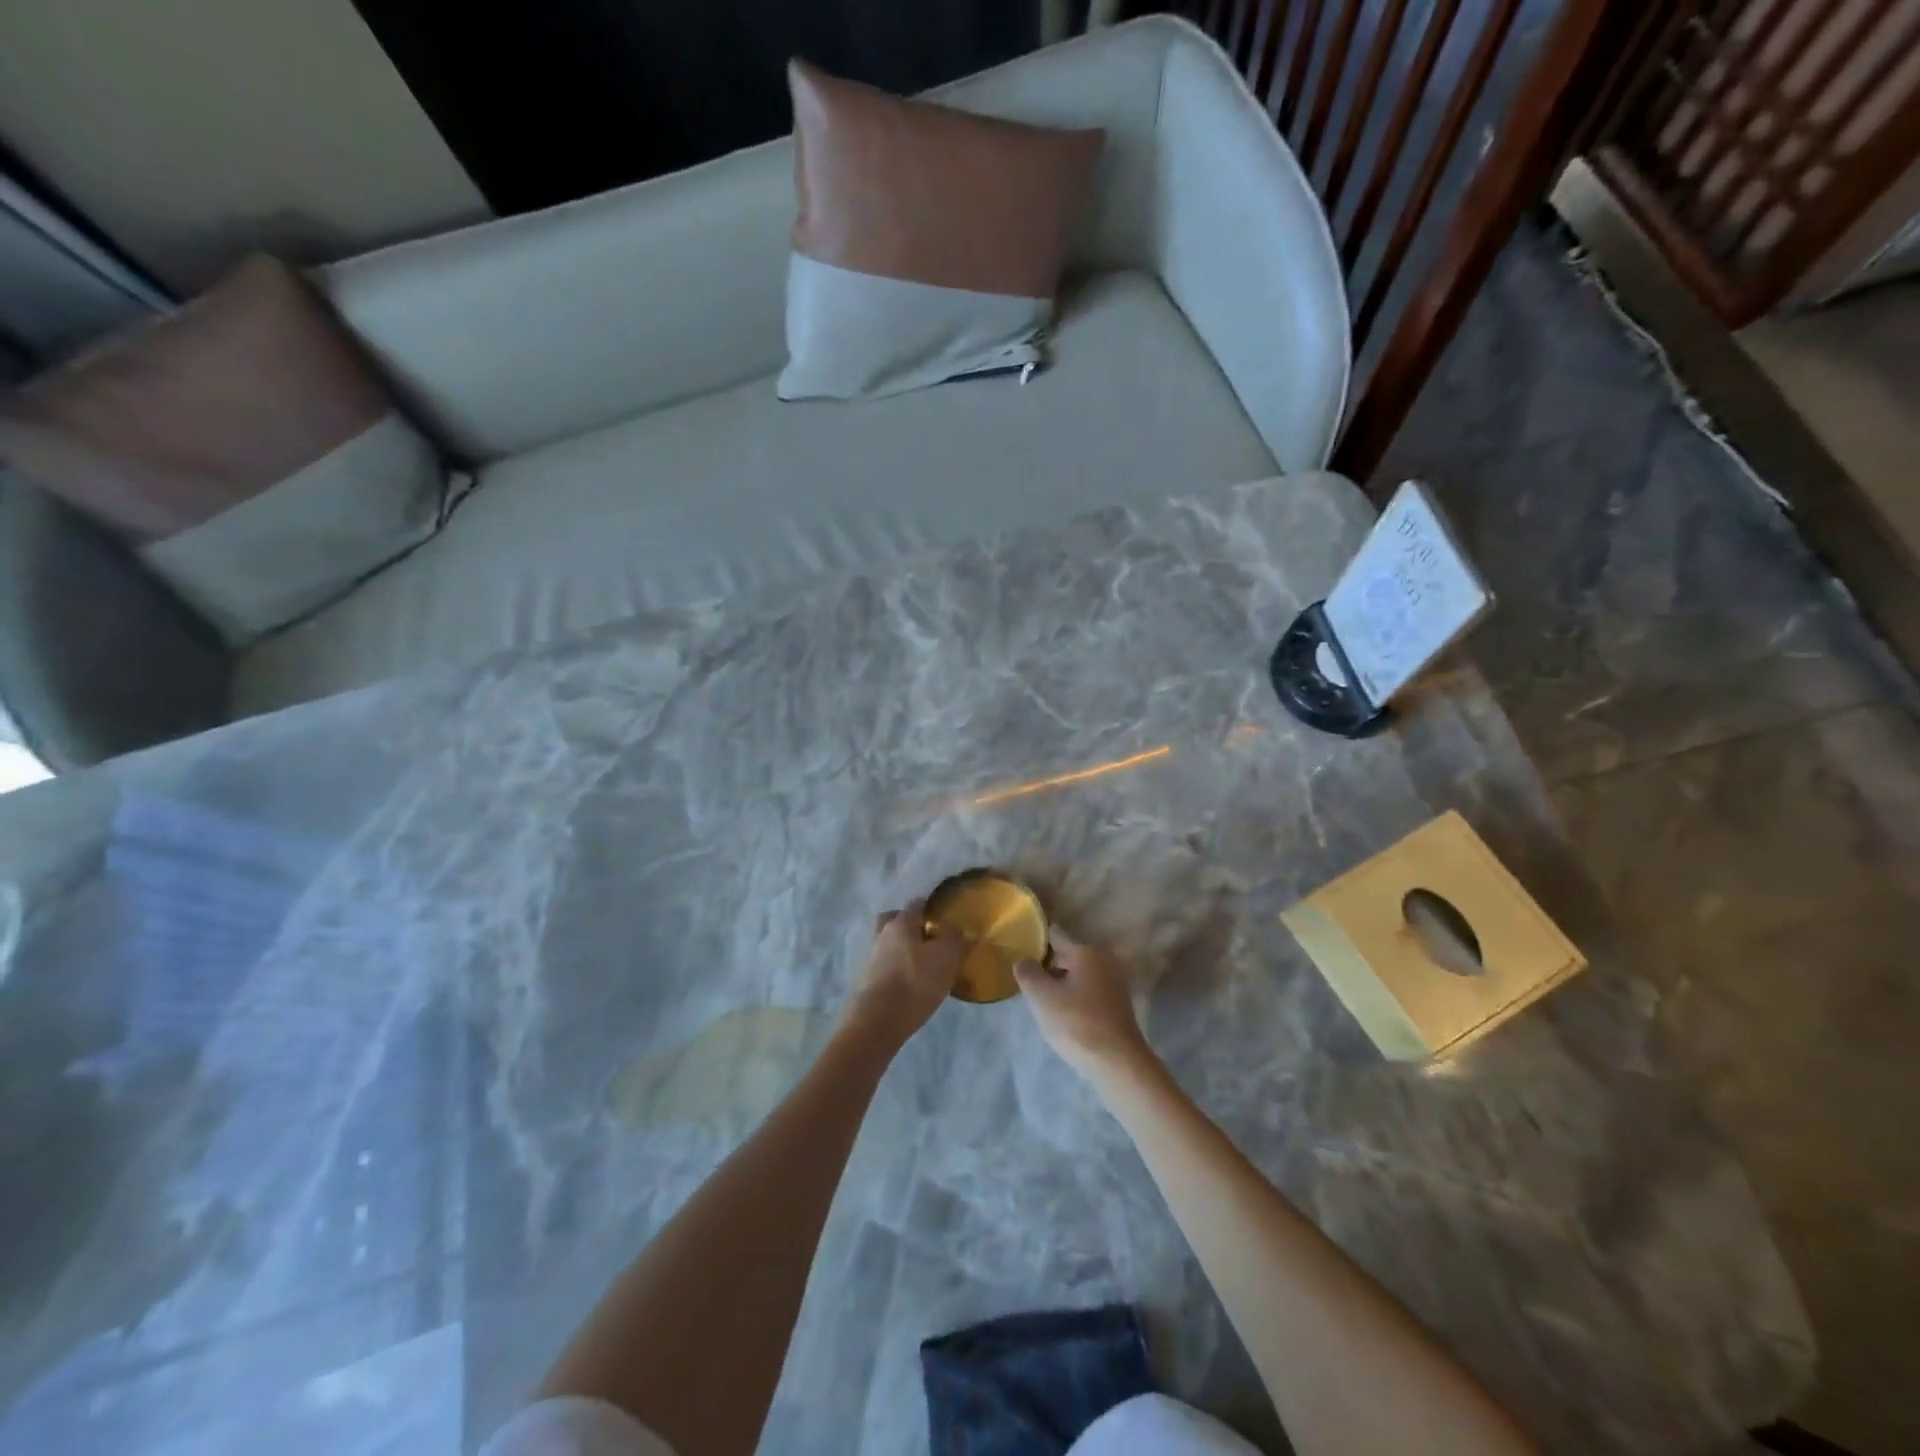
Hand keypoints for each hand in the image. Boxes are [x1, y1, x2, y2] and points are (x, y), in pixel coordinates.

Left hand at [844, 901, 965, 1044]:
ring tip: (925, 967)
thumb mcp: (946, 957)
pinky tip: (912, 984)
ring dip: (904, 950)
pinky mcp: (867, 981)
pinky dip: (898, 970)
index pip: (917, 904)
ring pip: (890, 944)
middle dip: (911, 926)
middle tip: (930, 940)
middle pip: (896, 921)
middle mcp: (882, 934)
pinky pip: (886, 966)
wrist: (877, 1022)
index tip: (945, 921)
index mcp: (900, 922)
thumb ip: (954, 937)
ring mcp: (871, 958)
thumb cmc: (915, 982)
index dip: (931, 909)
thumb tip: (957, 928)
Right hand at [1014, 928, 1152, 1078]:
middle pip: (1068, 956)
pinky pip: (1090, 991)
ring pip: (1080, 975)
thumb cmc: (1076, 1022)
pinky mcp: (1120, 1003)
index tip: (1021, 947)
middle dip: (1050, 966)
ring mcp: (1116, 981)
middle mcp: (1105, 959)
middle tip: (1030, 982)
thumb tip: (1024, 961)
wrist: (1117, 1062)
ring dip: (1063, 984)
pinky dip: (1077, 997)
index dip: (1037, 940)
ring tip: (1044, 1001)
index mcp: (1087, 951)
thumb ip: (1028, 972)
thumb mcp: (1041, 996)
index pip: (1056, 935)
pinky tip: (1065, 1014)